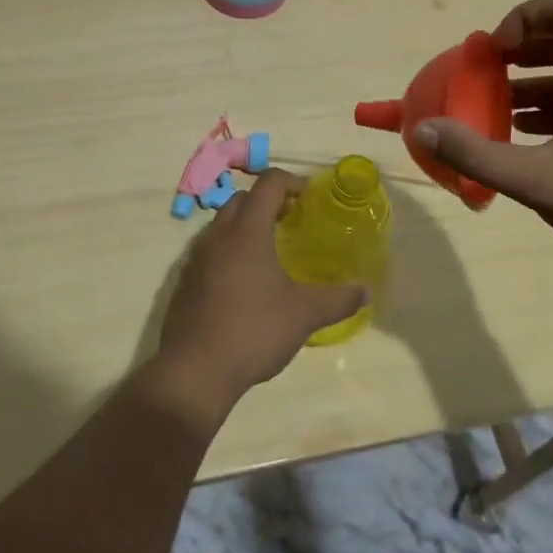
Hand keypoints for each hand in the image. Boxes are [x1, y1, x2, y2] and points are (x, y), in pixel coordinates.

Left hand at [150, 169, 367, 422]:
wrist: (194, 371)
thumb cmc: (253, 330)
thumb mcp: (304, 314)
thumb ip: (338, 299)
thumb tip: (367, 290)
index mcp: (247, 230)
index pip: (268, 183)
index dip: (292, 182)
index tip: (310, 198)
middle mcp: (218, 234)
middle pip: (242, 198)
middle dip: (268, 202)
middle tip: (292, 221)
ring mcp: (196, 257)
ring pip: (223, 224)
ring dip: (247, 225)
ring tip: (271, 251)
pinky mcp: (185, 280)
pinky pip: (210, 250)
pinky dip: (230, 250)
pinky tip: (246, 281)